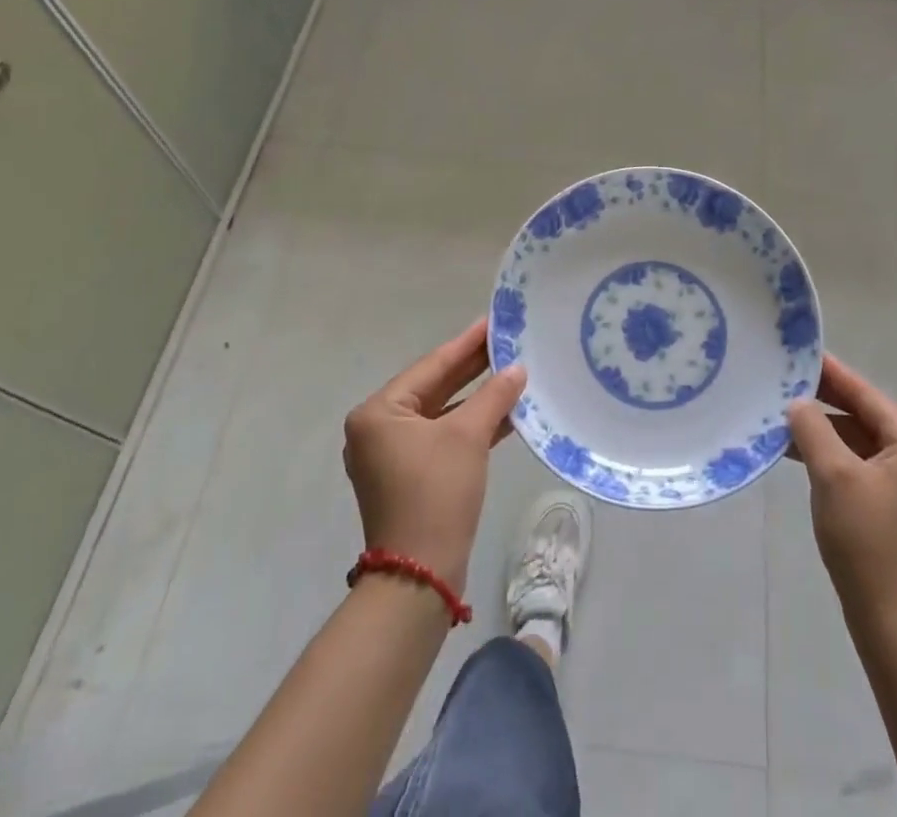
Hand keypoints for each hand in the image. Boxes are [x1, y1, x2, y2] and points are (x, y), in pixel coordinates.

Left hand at [342, 319, 527, 593]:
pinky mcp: (410, 477)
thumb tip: (517, 369)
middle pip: (434, 387)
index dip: (466, 343)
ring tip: (512, 371)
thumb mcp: (468, 436)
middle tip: (507, 341)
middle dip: (472, 368)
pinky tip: (505, 412)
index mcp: (378, 413)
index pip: (431, 366)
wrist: (419, 575)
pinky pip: (443, 437)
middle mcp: (379, 429)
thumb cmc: (436, 492)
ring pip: (441, 413)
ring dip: (476, 397)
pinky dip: (471, 425)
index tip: (493, 320)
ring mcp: (393, 455)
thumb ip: (493, 396)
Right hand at [787, 355, 896, 621]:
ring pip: (858, 441)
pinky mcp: (893, 506)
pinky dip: (830, 456)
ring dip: (823, 431)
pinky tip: (797, 453)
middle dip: (824, 401)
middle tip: (784, 381)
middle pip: (864, 416)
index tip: (802, 352)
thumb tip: (798, 403)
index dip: (832, 373)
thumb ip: (813, 428)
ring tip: (781, 416)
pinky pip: (858, 465)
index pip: (867, 395)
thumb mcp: (834, 475)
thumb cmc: (867, 541)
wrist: (892, 622)